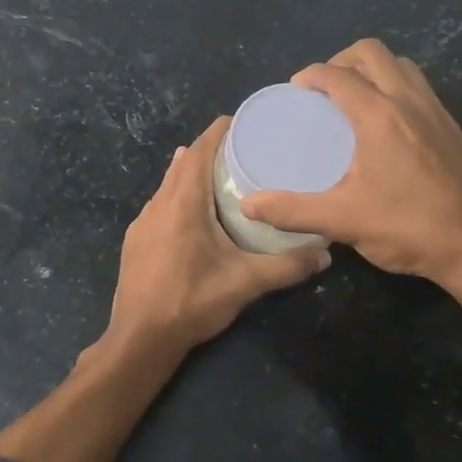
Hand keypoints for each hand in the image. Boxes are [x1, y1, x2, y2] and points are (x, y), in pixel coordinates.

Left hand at [106, 116, 328, 358]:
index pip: (198, 151)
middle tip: (243, 149)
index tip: (243, 122)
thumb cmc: (191, 302)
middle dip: (209, 150)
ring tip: (222, 174)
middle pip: (183, 163)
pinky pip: (160, 204)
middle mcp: (158, 204)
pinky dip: (179, 196)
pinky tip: (194, 212)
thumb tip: (325, 255)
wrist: (140, 338)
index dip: (218, 132)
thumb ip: (286, 267)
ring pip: (169, 184)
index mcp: (183, 203)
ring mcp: (142, 223)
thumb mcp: (245, 283)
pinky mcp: (136, 241)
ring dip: (192, 173)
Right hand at [240, 39, 461, 328]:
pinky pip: (419, 87)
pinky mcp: (452, 128)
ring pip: (401, 65)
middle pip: (372, 52)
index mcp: (379, 115)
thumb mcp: (343, 221)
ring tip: (352, 100)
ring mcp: (436, 111)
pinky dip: (395, 87)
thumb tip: (249, 204)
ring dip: (372, 70)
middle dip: (341, 61)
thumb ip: (292, 210)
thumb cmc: (409, 228)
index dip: (310, 76)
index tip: (294, 92)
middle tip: (322, 91)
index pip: (337, 74)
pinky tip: (385, 125)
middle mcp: (409, 101)